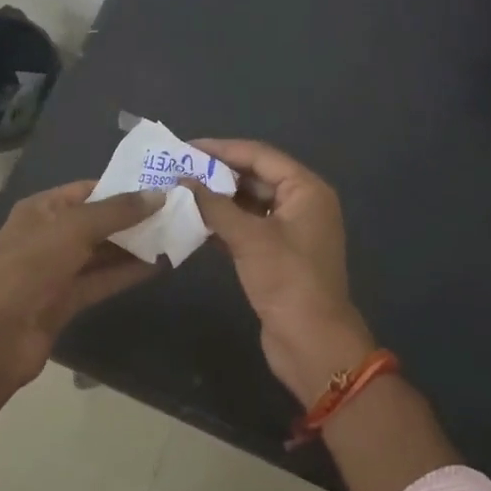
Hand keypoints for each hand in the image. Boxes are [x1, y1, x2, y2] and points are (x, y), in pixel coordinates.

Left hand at [0, 181, 160, 384]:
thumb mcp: (73, 229)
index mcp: (41, 209)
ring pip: (102, 252)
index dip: (121, 186)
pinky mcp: (67, 301)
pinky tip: (159, 265)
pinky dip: (128, 273)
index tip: (159, 185)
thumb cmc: (29, 268)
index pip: (87, 190)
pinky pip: (102, 280)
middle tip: (176, 210)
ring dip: (134, 245)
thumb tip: (159, 195)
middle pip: (97, 221)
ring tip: (175, 234)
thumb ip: (117, 211)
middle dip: (133, 217)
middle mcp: (49, 235)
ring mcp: (57, 270)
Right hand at [180, 141, 376, 406]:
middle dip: (217, 174)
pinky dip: (224, 223)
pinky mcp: (278, 254)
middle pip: (255, 176)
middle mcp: (302, 203)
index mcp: (306, 189)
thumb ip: (214, 205)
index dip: (222, 149)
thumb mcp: (249, 238)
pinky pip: (248, 227)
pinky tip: (194, 222)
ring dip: (218, 199)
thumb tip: (182, 181)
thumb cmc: (287, 280)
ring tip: (180, 192)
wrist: (312, 343)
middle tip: (178, 169)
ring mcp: (291, 230)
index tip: (186, 147)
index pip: (260, 155)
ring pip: (249, 203)